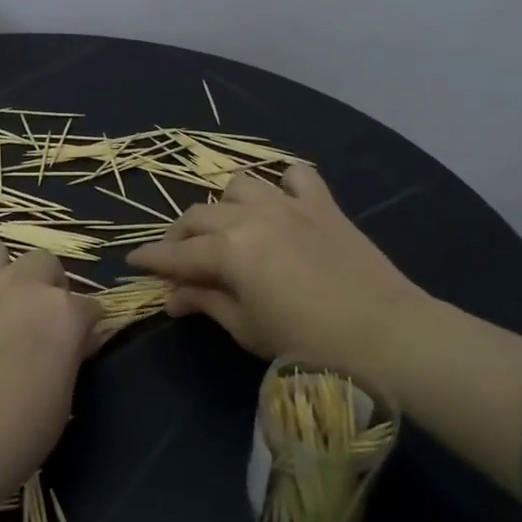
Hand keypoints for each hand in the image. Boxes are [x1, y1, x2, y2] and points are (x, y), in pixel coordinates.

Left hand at [0, 240, 100, 506]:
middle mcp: (20, 285)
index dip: (82, 327)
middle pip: (44, 262)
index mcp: (61, 312)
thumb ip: (68, 358)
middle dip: (43, 286)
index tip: (74, 347)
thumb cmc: (10, 439)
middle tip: (31, 321)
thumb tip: (72, 343)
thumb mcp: (61, 403)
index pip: (88, 305)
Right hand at [127, 165, 521, 491]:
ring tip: (225, 230)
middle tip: (176, 259)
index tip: (132, 262)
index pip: (176, 253)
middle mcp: (252, 217)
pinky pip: (296, 175)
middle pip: (199, 216)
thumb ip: (207, 303)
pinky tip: (280, 202)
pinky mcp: (322, 205)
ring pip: (238, 185)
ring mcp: (288, 205)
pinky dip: (281, 184)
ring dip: (223, 206)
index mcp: (229, 251)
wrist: (389, 336)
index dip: (150, 259)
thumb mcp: (248, 330)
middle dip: (179, 236)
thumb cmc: (310, 345)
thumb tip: (171, 296)